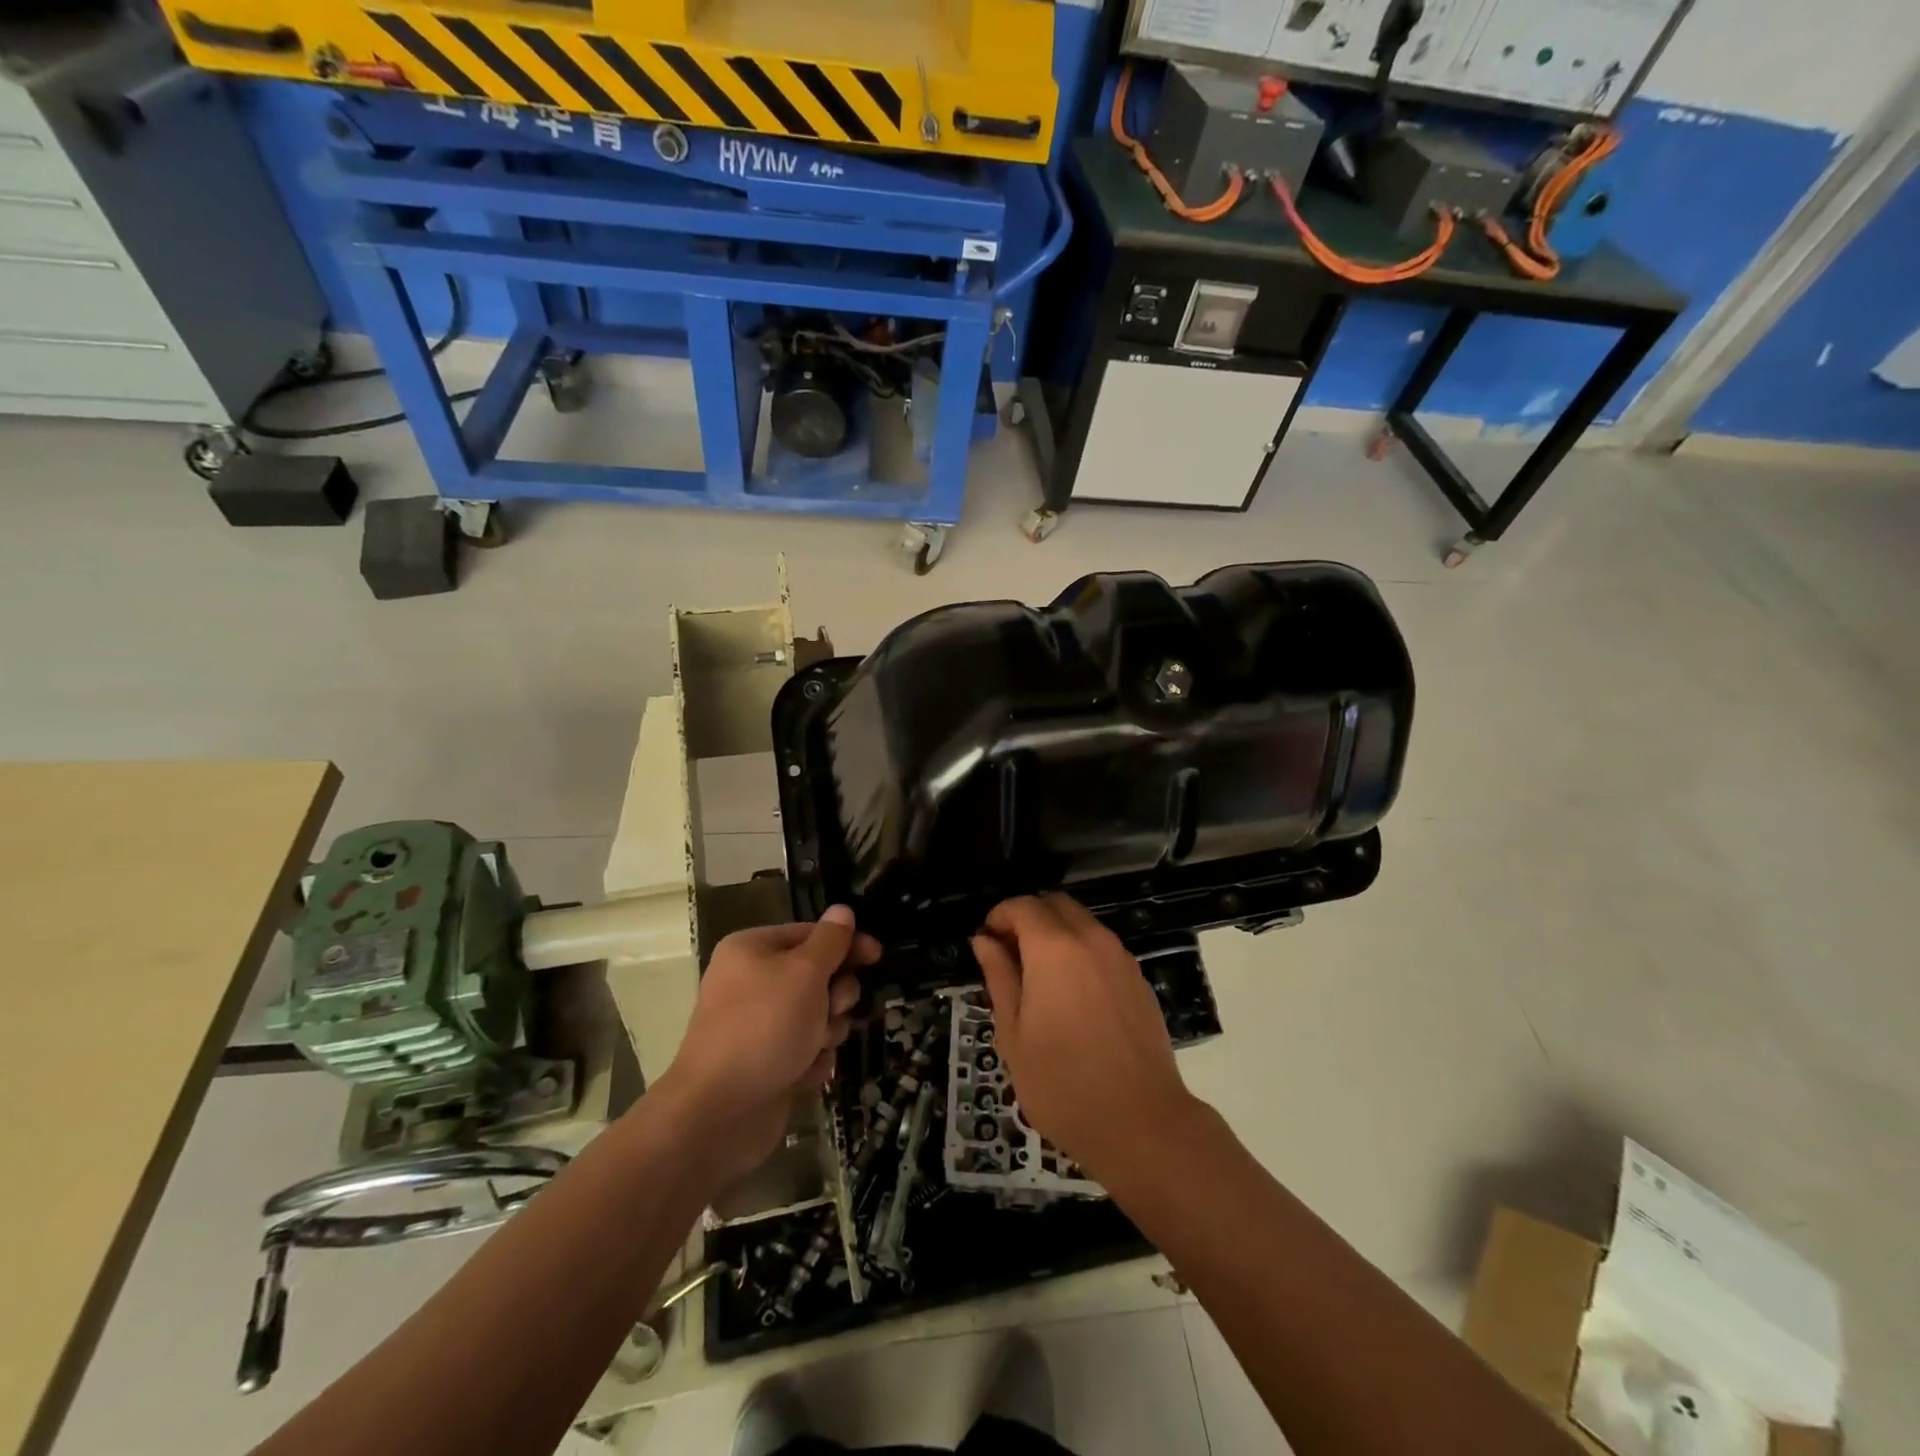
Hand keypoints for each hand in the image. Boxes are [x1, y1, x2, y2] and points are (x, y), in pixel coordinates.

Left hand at [655, 906, 876, 1182]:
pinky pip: (807, 1049)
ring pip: (819, 1014)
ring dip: (827, 1030)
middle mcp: (753, 982)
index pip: (810, 933)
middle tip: (833, 1009)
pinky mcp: (768, 1061)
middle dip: (835, 995)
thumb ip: (830, 941)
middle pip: (818, 975)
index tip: (876, 956)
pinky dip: (812, 1060)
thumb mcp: (804, 973)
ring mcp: (760, 1025)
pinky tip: (801, 1073)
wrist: (720, 1113)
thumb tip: (842, 910)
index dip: (846, 943)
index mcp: (753, 950)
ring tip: (813, 1047)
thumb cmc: (764, 1027)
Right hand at [971, 894, 1197, 1176]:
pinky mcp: (1139, 979)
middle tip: (1010, 954)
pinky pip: (1103, 948)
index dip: (999, 916)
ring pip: (1083, 923)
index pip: (1022, 906)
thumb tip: (984, 941)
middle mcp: (1091, 940)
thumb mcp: (1013, 1033)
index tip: (987, 941)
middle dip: (1029, 917)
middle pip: (1056, 905)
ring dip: (1057, 933)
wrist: (1140, 1122)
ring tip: (1039, 978)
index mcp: (1054, 948)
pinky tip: (1073, 995)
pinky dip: (1082, 952)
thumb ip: (999, 977)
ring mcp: (1120, 958)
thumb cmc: (1061, 1082)